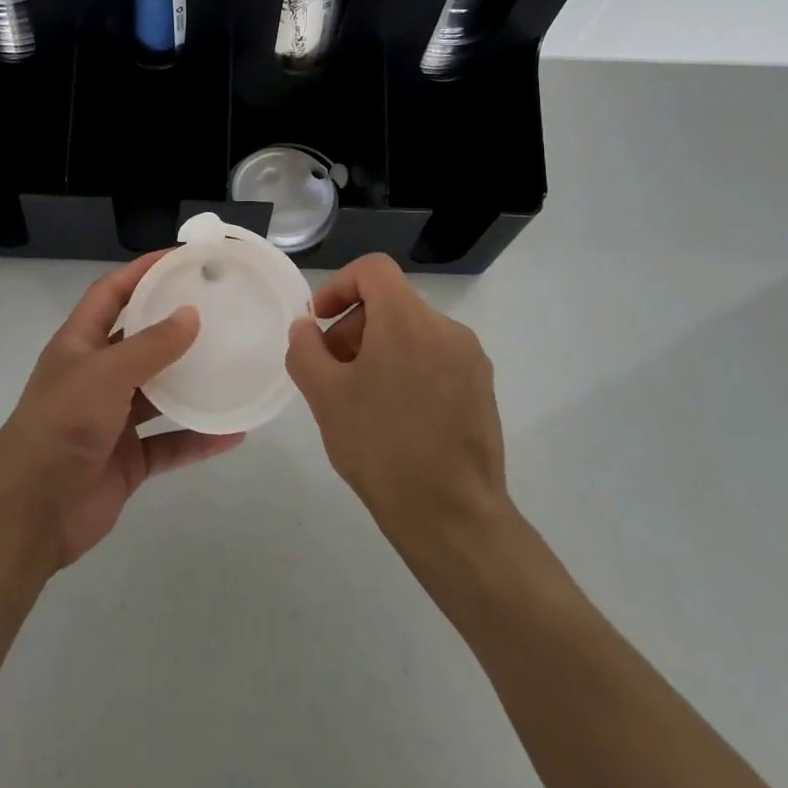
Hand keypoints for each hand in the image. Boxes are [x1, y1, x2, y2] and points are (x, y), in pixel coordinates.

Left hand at [0, 251, 245, 569]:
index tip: (180, 259)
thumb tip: (192, 314)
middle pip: (139, 340)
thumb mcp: (105, 373)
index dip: (140, 272)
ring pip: (160, 393)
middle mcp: (97, 376)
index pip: (111, 293)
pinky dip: (198, 438)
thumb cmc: (62, 424)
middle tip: (218, 308)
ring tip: (232, 364)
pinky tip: (233, 432)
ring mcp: (113, 419)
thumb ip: (150, 345)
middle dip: (173, 324)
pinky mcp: (129, 459)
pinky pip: (171, 443)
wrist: (32, 510)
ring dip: (192, 382)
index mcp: (80, 344)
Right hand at [286, 254, 513, 553]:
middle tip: (332, 371)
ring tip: (360, 399)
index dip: (338, 286)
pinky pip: (435, 359)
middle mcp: (446, 328)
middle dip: (354, 327)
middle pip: (391, 302)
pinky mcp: (482, 390)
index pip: (373, 269)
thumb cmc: (381, 447)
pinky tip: (393, 417)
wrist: (453, 518)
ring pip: (413, 332)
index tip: (320, 324)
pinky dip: (407, 369)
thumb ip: (305, 349)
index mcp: (408, 319)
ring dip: (379, 350)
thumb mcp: (324, 395)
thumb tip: (307, 327)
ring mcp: (470, 360)